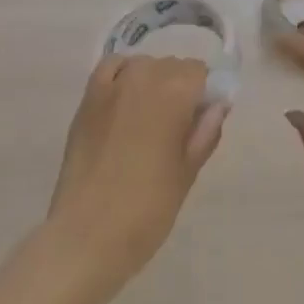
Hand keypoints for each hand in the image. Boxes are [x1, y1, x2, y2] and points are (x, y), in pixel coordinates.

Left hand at [44, 56, 227, 303]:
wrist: (85, 237)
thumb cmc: (146, 210)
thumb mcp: (187, 174)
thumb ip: (206, 133)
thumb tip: (218, 105)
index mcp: (175, 93)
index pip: (200, 72)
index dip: (204, 95)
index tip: (199, 123)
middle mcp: (145, 76)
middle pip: (172, 67)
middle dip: (179, 89)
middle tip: (174, 130)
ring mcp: (112, 84)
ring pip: (144, 66)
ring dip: (152, 83)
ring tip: (146, 122)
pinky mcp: (88, 98)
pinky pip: (112, 67)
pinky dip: (122, 75)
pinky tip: (123, 101)